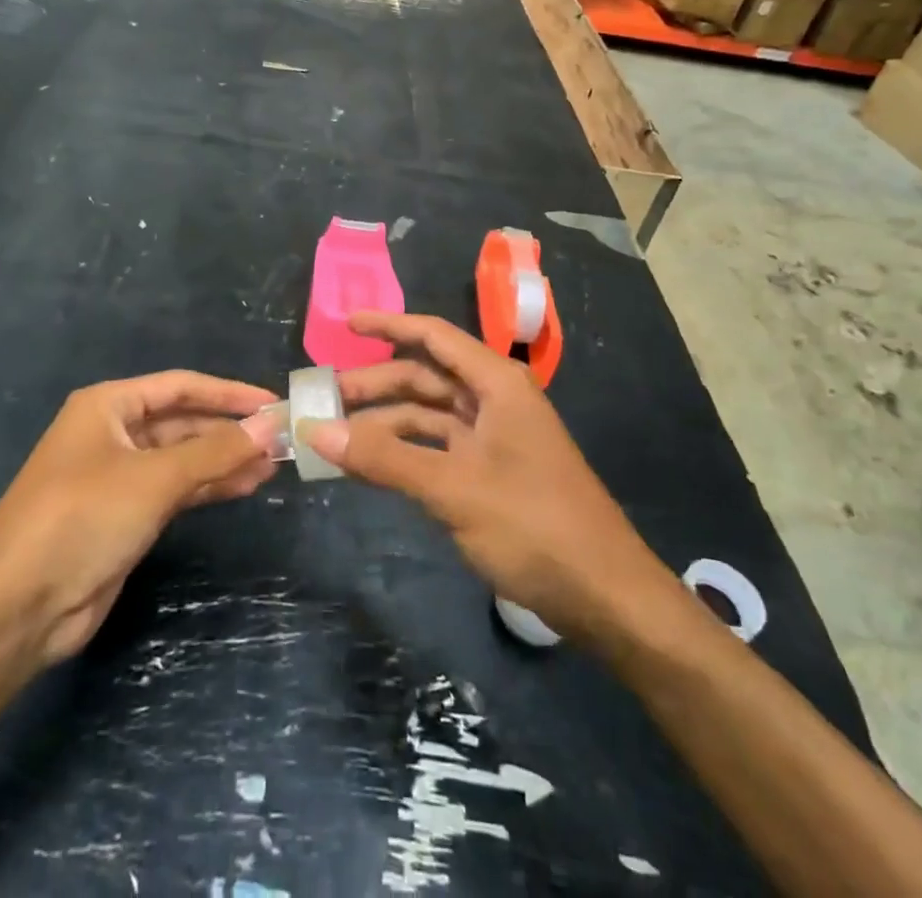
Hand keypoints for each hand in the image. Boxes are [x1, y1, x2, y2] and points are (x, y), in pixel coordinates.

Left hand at [0, 373, 278, 666]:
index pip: (181, 387)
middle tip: (280, 440)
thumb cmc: (83, 518)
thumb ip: (215, 451)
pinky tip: (244, 487)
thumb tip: (270, 427)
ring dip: (224, 460)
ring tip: (273, 466)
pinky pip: (175, 490)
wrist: (17, 607)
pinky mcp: (124, 516)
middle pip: (183, 422)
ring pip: (182, 458)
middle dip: (229, 431)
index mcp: (108, 405)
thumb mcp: (154, 478)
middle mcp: (112, 433)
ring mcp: (118, 476)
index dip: (229, 392)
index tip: (273, 402)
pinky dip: (208, 487)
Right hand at [303, 312, 658, 642]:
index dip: (389, 325)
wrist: (605, 596)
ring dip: (385, 424)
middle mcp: (494, 401)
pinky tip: (372, 467)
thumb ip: (384, 459)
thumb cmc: (534, 525)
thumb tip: (316, 431)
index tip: (345, 325)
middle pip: (425, 378)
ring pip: (428, 417)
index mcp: (496, 384)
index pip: (434, 336)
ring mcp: (494, 439)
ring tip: (337, 438)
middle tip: (325, 399)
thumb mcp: (453, 488)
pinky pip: (437, 450)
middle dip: (376, 385)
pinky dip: (404, 454)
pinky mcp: (491, 474)